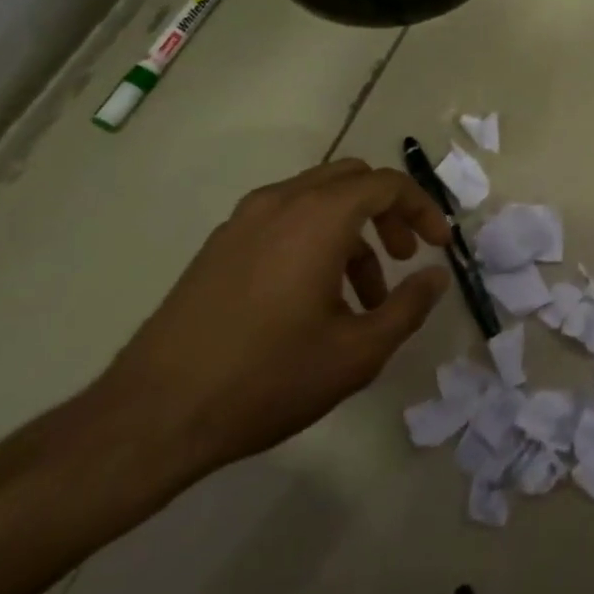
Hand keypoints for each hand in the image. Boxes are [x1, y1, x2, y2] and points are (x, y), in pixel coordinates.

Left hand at [93, 159, 451, 483]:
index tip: (439, 245)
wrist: (154, 415)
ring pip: (317, 199)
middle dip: (388, 212)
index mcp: (319, 217)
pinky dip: (315, 239)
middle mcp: (281, 202)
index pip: (387, 184)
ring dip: (352, 231)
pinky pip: (284, 219)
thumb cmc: (268, 378)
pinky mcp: (219, 245)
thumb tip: (435, 276)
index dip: (422, 209)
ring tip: (362, 296)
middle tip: (403, 258)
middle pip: (352, 179)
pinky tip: (313, 299)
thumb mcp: (357, 352)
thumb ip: (408, 307)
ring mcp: (243, 220)